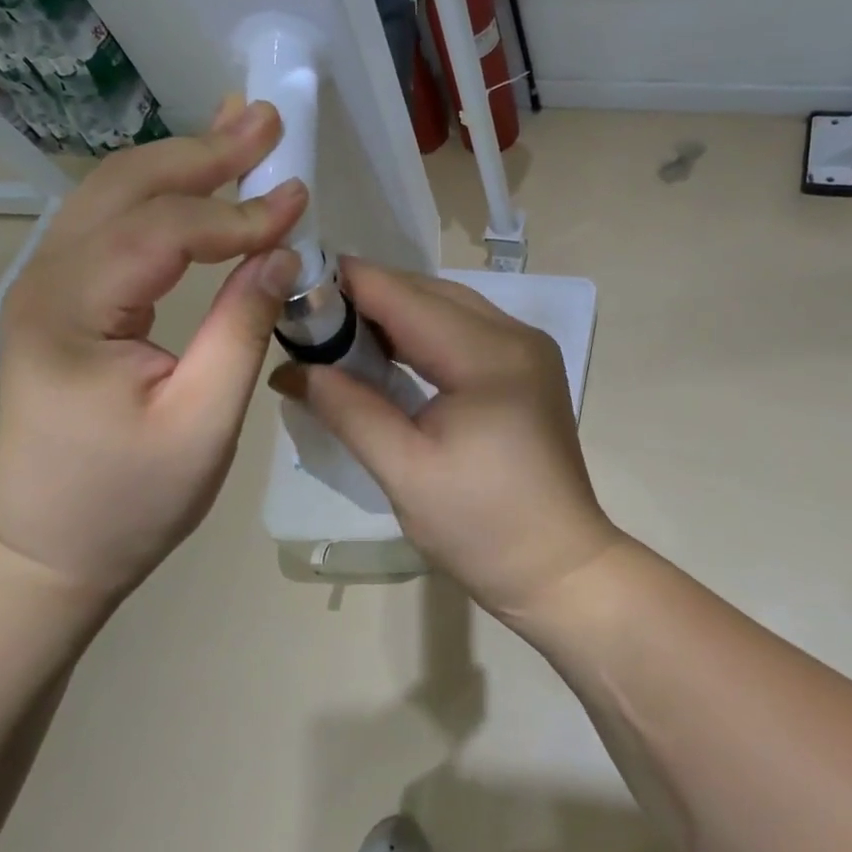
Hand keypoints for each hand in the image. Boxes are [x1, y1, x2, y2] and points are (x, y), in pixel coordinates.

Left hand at [0, 99, 306, 598]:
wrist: (47, 550)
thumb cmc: (128, 502)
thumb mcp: (203, 423)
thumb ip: (243, 328)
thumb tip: (282, 254)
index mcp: (72, 312)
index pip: (164, 232)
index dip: (237, 213)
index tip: (300, 201)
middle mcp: (46, 281)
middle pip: (127, 188)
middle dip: (203, 153)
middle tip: (266, 121)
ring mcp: (46, 286)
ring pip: (114, 195)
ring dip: (181, 162)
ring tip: (239, 133)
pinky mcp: (61, 298)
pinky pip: (112, 225)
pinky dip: (161, 195)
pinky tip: (196, 180)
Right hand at [269, 261, 620, 619]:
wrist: (559, 567)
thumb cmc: (482, 528)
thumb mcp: (404, 471)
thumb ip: (348, 410)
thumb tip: (291, 370)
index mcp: (488, 356)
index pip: (404, 296)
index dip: (348, 283)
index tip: (293, 283)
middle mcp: (514, 335)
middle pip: (427, 292)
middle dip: (367, 297)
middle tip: (308, 318)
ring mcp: (526, 349)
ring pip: (446, 307)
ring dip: (393, 313)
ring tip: (336, 334)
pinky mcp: (525, 368)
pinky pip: (462, 330)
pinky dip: (420, 333)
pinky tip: (386, 353)